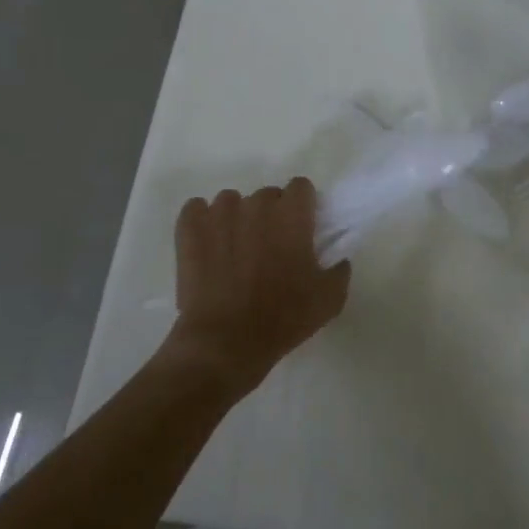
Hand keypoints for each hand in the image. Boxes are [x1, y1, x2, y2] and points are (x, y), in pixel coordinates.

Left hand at [168, 178, 350, 397]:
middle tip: (270, 247)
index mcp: (291, 216)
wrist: (226, 341)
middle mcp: (256, 205)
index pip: (301, 187)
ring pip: (231, 202)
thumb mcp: (329, 300)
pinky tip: (207, 245)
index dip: (302, 206)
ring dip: (236, 219)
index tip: (301, 229)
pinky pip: (196, 210)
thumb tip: (338, 259)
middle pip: (267, 196)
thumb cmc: (283, 318)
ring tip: (235, 251)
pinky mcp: (190, 229)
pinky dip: (202, 222)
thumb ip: (339, 271)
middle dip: (270, 215)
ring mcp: (219, 214)